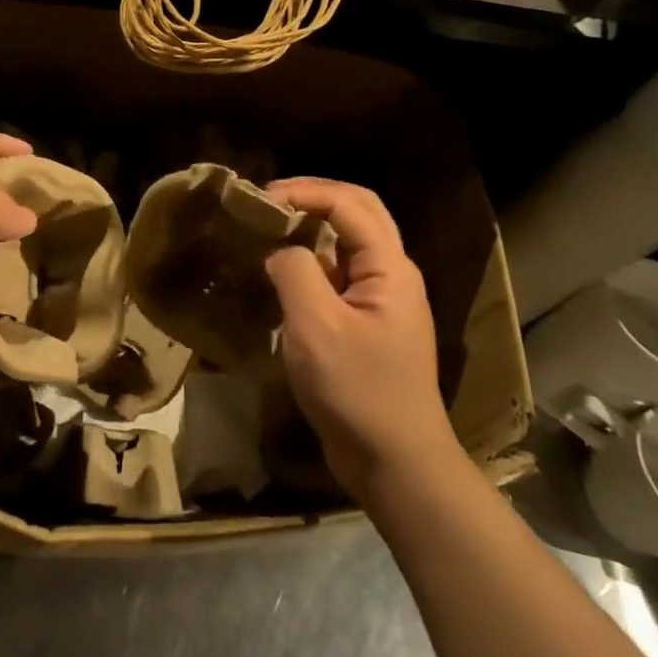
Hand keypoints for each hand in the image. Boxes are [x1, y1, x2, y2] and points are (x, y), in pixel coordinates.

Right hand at [264, 177, 458, 500]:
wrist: (396, 465)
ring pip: (350, 240)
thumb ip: (295, 272)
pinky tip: (282, 269)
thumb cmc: (357, 392)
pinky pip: (340, 272)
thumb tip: (279, 250)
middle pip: (358, 211)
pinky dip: (312, 258)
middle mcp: (392, 274)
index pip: (348, 204)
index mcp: (390, 268)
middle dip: (314, 196)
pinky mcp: (368, 322)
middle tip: (269, 199)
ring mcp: (382, 299)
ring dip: (313, 224)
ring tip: (271, 226)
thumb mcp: (316, 327)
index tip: (261, 198)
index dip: (305, 192)